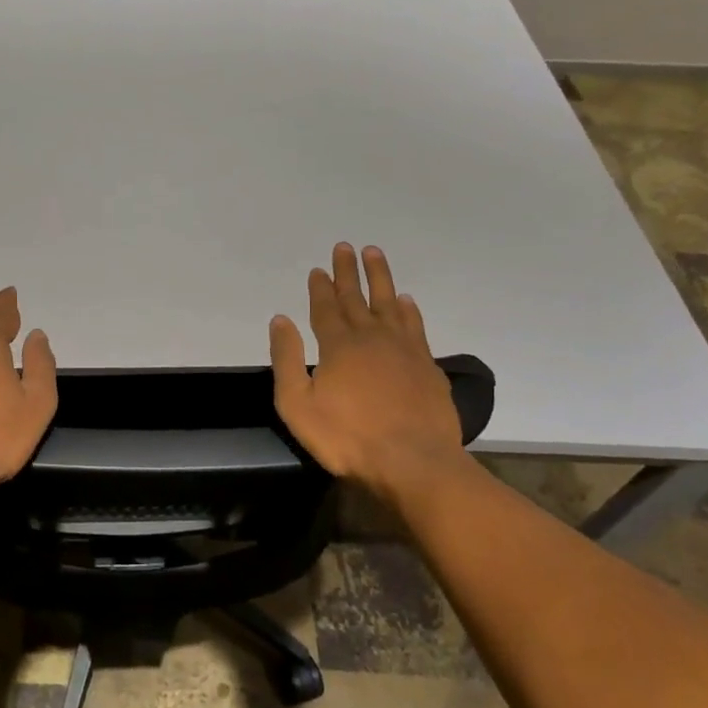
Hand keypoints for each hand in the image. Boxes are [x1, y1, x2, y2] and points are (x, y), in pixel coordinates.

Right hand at [269, 243, 468, 494]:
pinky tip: (406, 301)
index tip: (318, 268)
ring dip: (380, 278)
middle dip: (348, 272)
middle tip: (345, 246)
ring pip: (389, 303)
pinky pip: (415, 326)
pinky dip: (408, 310)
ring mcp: (403, 349)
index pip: (325, 308)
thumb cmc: (347, 437)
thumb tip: (280, 319)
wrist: (413, 461)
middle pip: (356, 297)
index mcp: (338, 345)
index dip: (320, 288)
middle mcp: (371, 337)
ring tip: (375, 254)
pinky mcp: (427, 365)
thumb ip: (287, 359)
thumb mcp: (298, 404)